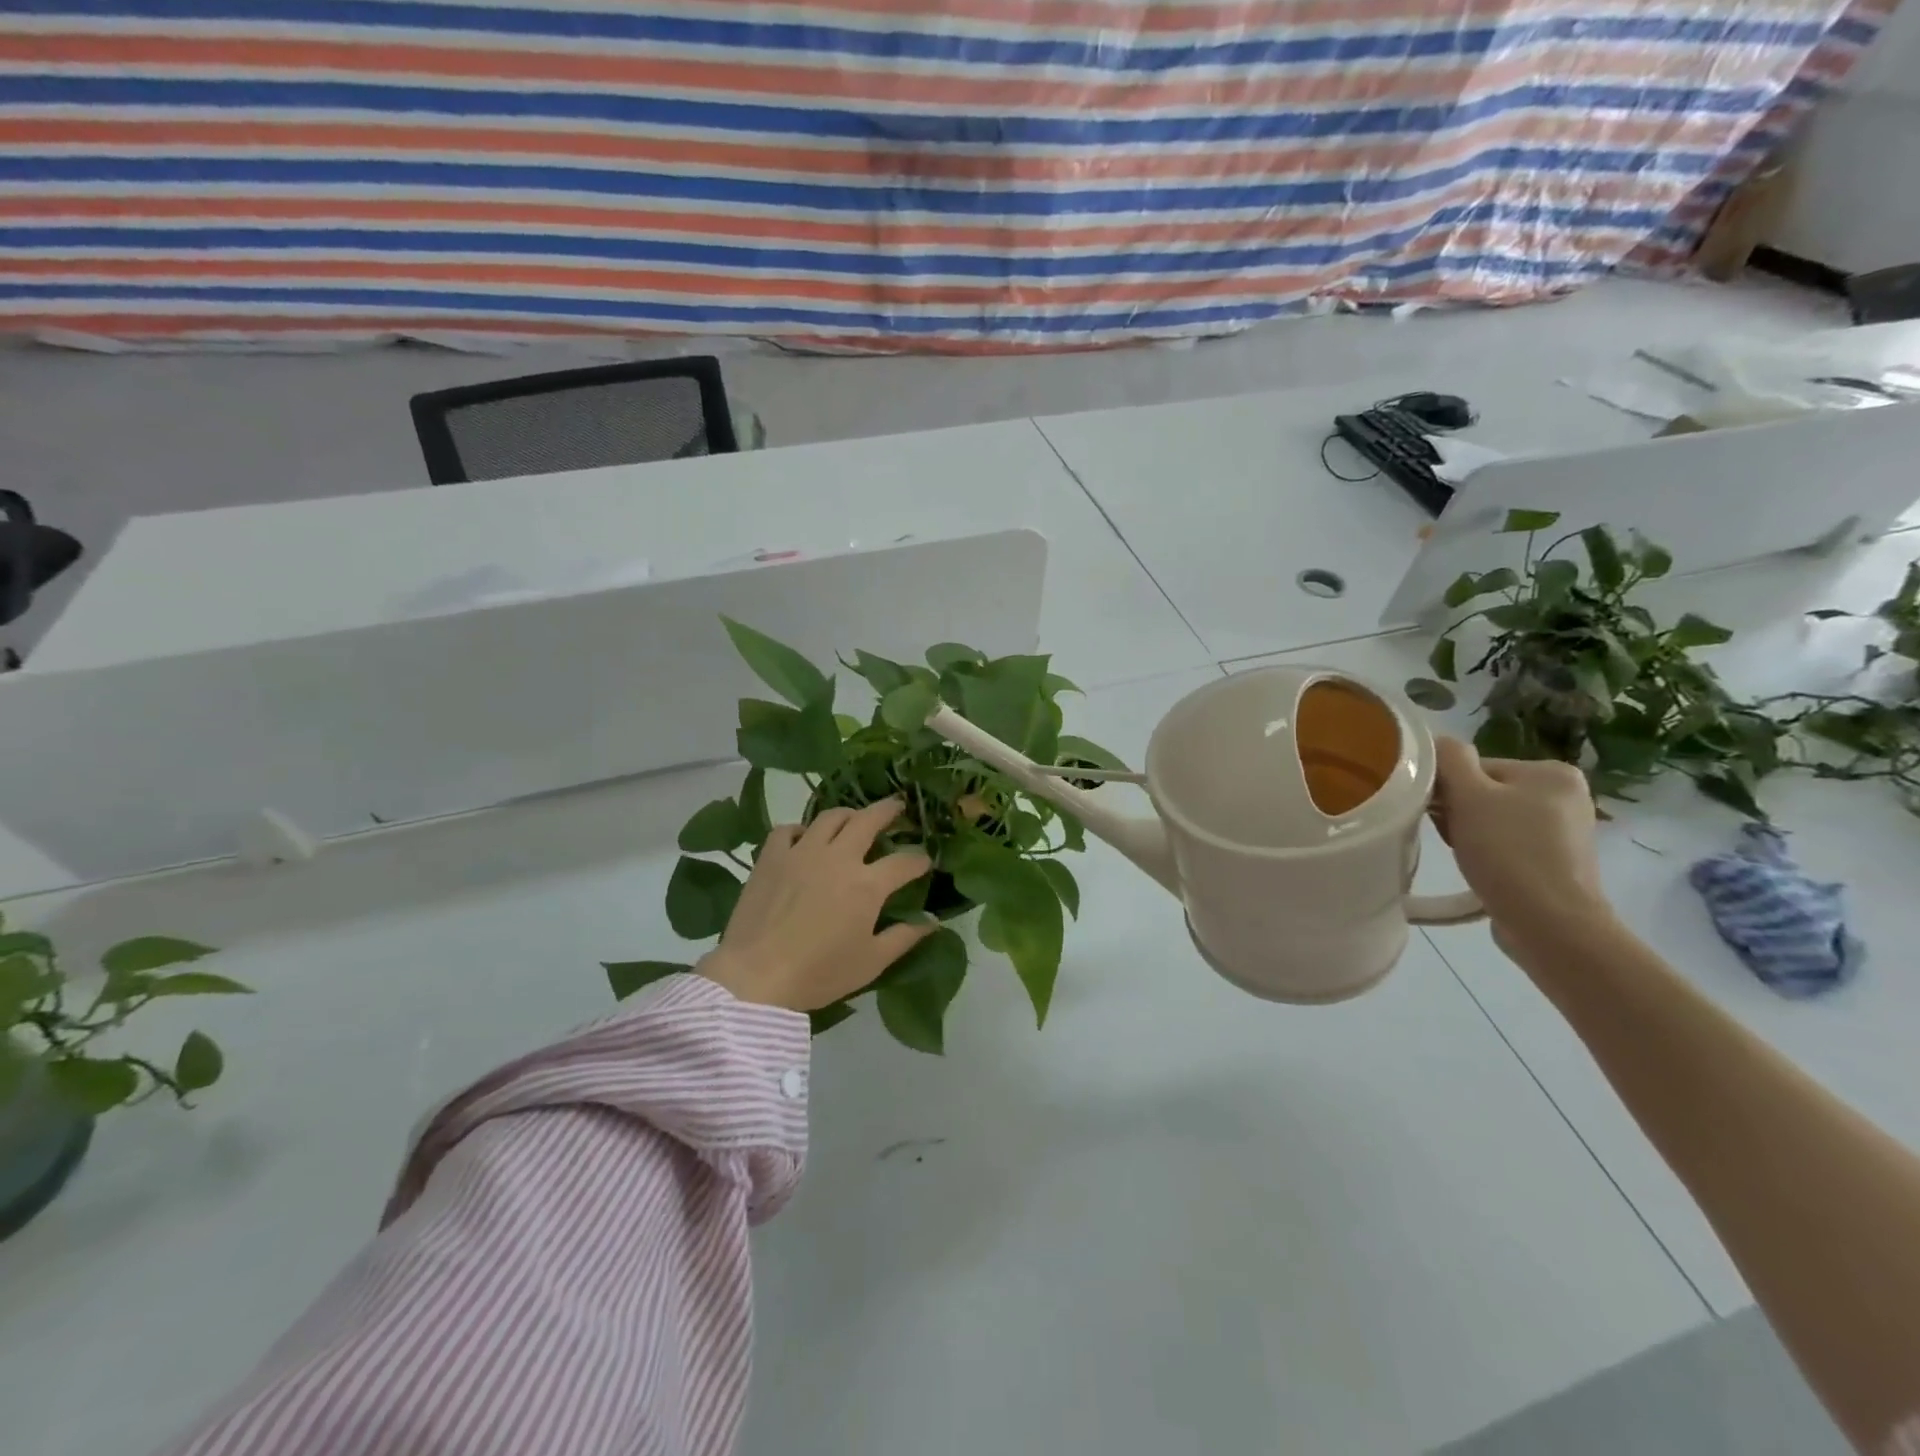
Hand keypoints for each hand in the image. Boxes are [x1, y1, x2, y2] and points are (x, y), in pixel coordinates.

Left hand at [698, 799, 934, 1011]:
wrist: (756, 977)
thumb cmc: (819, 973)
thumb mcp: (871, 963)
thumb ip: (904, 938)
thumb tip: (933, 921)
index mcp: (867, 885)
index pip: (904, 862)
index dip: (920, 859)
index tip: (926, 860)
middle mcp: (839, 858)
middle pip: (869, 820)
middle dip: (889, 811)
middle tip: (898, 806)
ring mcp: (802, 852)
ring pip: (830, 817)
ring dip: (849, 814)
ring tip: (855, 817)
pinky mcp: (771, 857)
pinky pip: (788, 830)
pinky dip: (800, 829)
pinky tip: (804, 837)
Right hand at [1431, 737, 1614, 957]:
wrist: (1549, 923)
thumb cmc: (1508, 851)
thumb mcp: (1469, 796)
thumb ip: (1449, 760)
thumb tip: (1436, 741)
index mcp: (1552, 771)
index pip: (1477, 767)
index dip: (1448, 789)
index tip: (1440, 814)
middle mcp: (1567, 795)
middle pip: (1485, 792)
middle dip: (1459, 812)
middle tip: (1450, 837)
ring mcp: (1565, 830)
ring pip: (1493, 819)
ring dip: (1470, 833)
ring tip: (1465, 856)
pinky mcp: (1557, 861)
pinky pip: (1508, 844)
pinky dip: (1489, 852)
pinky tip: (1482, 869)